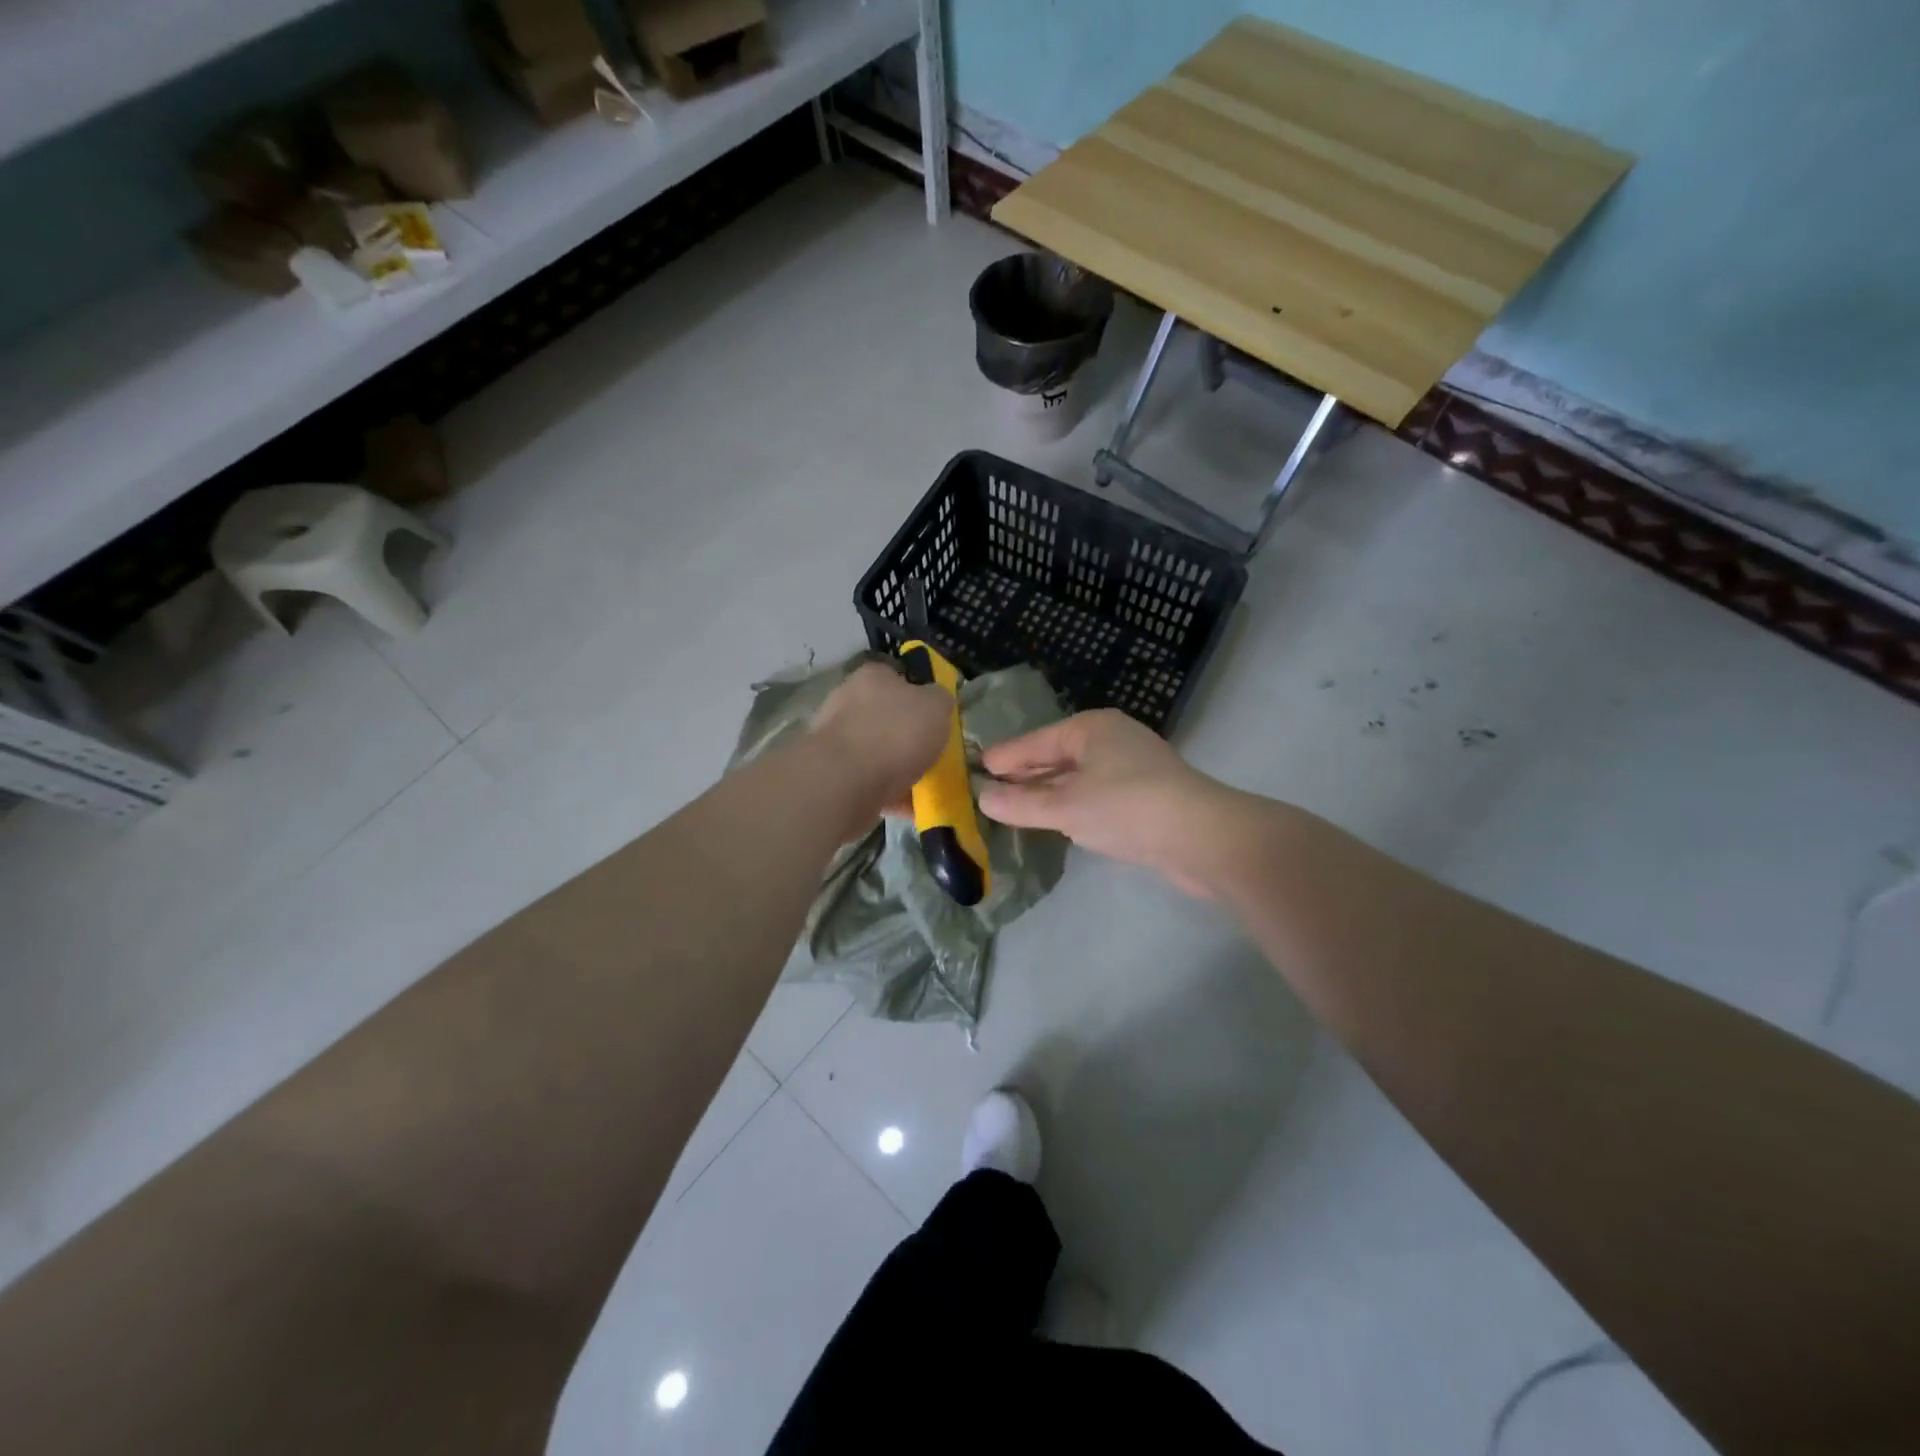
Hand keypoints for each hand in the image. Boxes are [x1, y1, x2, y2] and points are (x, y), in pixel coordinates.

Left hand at [810, 662, 953, 827]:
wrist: (845, 782)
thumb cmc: (895, 733)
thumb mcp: (936, 705)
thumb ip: (941, 699)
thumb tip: (937, 702)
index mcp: (872, 677)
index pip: (898, 678)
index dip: (920, 696)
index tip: (937, 719)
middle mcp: (847, 702)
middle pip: (887, 718)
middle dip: (910, 738)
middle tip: (934, 755)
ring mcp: (836, 740)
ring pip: (878, 753)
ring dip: (901, 770)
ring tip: (927, 788)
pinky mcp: (832, 775)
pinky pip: (870, 782)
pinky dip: (890, 795)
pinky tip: (911, 809)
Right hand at [979, 710, 1241, 896]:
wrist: (1202, 837)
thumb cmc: (1126, 809)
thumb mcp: (1065, 807)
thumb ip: (1021, 804)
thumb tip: (984, 799)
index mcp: (1090, 728)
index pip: (1034, 742)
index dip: (1003, 758)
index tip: (974, 770)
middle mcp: (1111, 739)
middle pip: (1055, 756)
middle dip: (1024, 775)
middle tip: (987, 791)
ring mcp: (1131, 766)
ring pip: (1077, 777)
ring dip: (1048, 793)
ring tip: (1015, 808)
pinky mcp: (1145, 795)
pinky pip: (1095, 794)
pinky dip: (1072, 805)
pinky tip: (1058, 820)